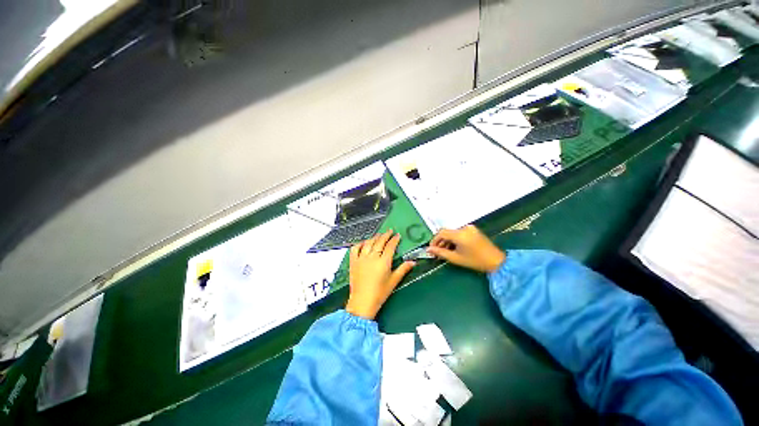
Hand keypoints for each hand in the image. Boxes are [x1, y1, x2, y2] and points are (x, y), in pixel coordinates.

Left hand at [346, 230, 415, 319]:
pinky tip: (363, 243)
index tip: (397, 235)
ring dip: (374, 237)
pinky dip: (359, 244)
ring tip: (379, 235)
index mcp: (383, 262)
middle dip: (385, 235)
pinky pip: (355, 249)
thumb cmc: (380, 293)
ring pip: (368, 243)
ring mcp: (361, 258)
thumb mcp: (394, 281)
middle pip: (379, 242)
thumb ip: (403, 269)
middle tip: (389, 231)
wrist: (362, 302)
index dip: (394, 239)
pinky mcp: (353, 262)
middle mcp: (372, 257)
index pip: (390, 246)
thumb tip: (412, 262)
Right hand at [427, 225, 505, 272]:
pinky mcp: (473, 229)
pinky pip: (459, 232)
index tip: (431, 248)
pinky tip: (454, 247)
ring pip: (452, 232)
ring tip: (445, 251)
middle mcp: (464, 228)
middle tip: (437, 252)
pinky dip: (454, 239)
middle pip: (447, 232)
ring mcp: (470, 228)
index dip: (434, 240)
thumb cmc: (475, 261)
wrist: (496, 261)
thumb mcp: (455, 258)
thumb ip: (440, 253)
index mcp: (460, 234)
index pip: (441, 233)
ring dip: (447, 241)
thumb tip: (428, 249)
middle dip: (441, 241)